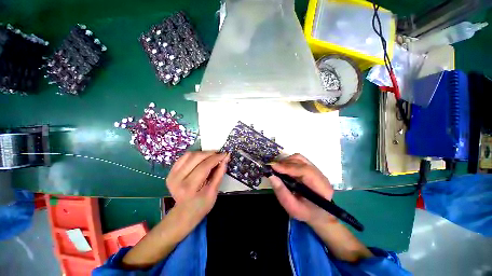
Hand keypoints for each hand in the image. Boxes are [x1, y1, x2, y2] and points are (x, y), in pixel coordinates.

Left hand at [166, 151, 229, 219]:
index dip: (216, 158)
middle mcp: (178, 179)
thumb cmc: (201, 205)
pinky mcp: (171, 172)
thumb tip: (225, 159)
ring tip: (211, 156)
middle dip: (210, 153)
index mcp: (189, 187)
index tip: (225, 154)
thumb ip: (219, 174)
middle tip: (219, 154)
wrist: (184, 213)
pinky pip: (184, 157)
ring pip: (190, 155)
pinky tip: (201, 158)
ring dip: (203, 153)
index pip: (204, 166)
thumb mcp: (214, 192)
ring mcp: (172, 174)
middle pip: (196, 158)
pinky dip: (195, 155)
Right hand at [269, 154, 335, 224]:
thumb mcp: (293, 208)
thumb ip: (282, 193)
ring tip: (277, 168)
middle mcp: (320, 175)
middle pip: (301, 162)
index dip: (288, 167)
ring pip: (299, 158)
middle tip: (272, 168)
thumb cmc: (306, 212)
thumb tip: (271, 176)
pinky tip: (283, 168)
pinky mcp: (310, 168)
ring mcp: (316, 169)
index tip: (273, 167)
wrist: (319, 213)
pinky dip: (288, 161)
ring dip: (286, 161)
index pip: (305, 171)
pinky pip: (298, 159)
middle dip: (285, 163)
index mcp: (321, 187)